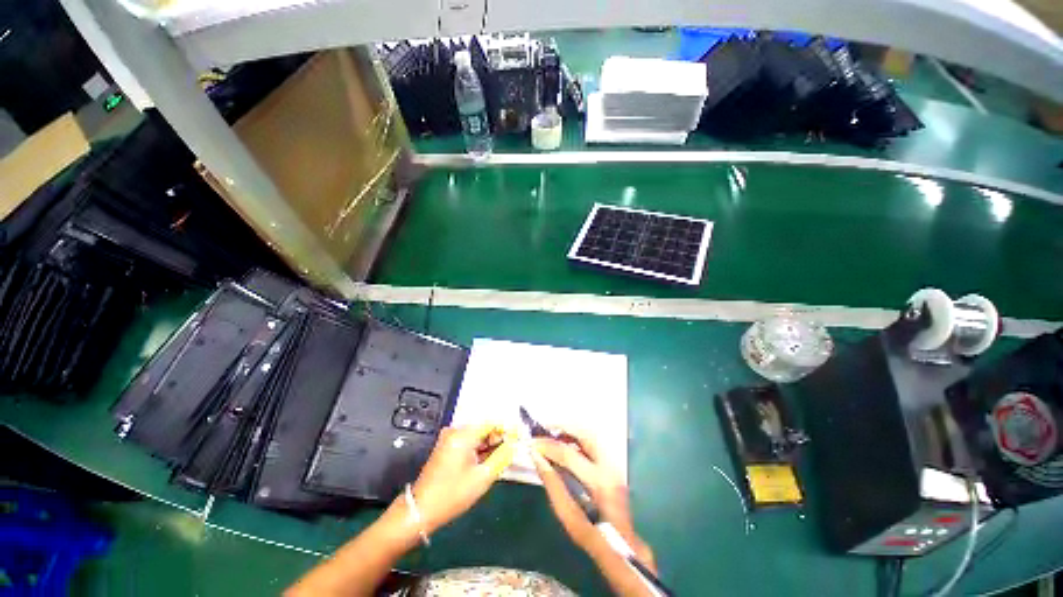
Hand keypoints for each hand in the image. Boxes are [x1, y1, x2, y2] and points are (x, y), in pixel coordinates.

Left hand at [408, 424, 515, 534]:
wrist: (420, 511)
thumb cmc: (453, 494)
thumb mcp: (483, 477)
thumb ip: (502, 457)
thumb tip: (515, 444)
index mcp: (464, 434)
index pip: (492, 422)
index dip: (507, 429)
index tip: (519, 439)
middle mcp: (456, 431)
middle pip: (484, 428)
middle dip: (499, 439)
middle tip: (511, 453)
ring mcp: (450, 439)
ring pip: (477, 436)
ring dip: (490, 445)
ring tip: (501, 460)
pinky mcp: (447, 448)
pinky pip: (468, 442)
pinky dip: (479, 450)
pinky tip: (486, 462)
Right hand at [531, 428, 654, 568]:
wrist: (621, 547)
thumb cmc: (591, 535)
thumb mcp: (567, 515)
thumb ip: (552, 483)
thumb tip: (537, 457)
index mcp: (598, 481)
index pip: (568, 453)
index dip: (548, 445)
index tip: (532, 443)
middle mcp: (608, 466)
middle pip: (585, 434)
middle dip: (562, 427)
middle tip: (543, 430)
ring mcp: (613, 463)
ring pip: (590, 434)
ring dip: (570, 431)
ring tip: (551, 435)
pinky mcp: (612, 464)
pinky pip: (593, 442)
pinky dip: (577, 438)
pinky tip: (564, 444)